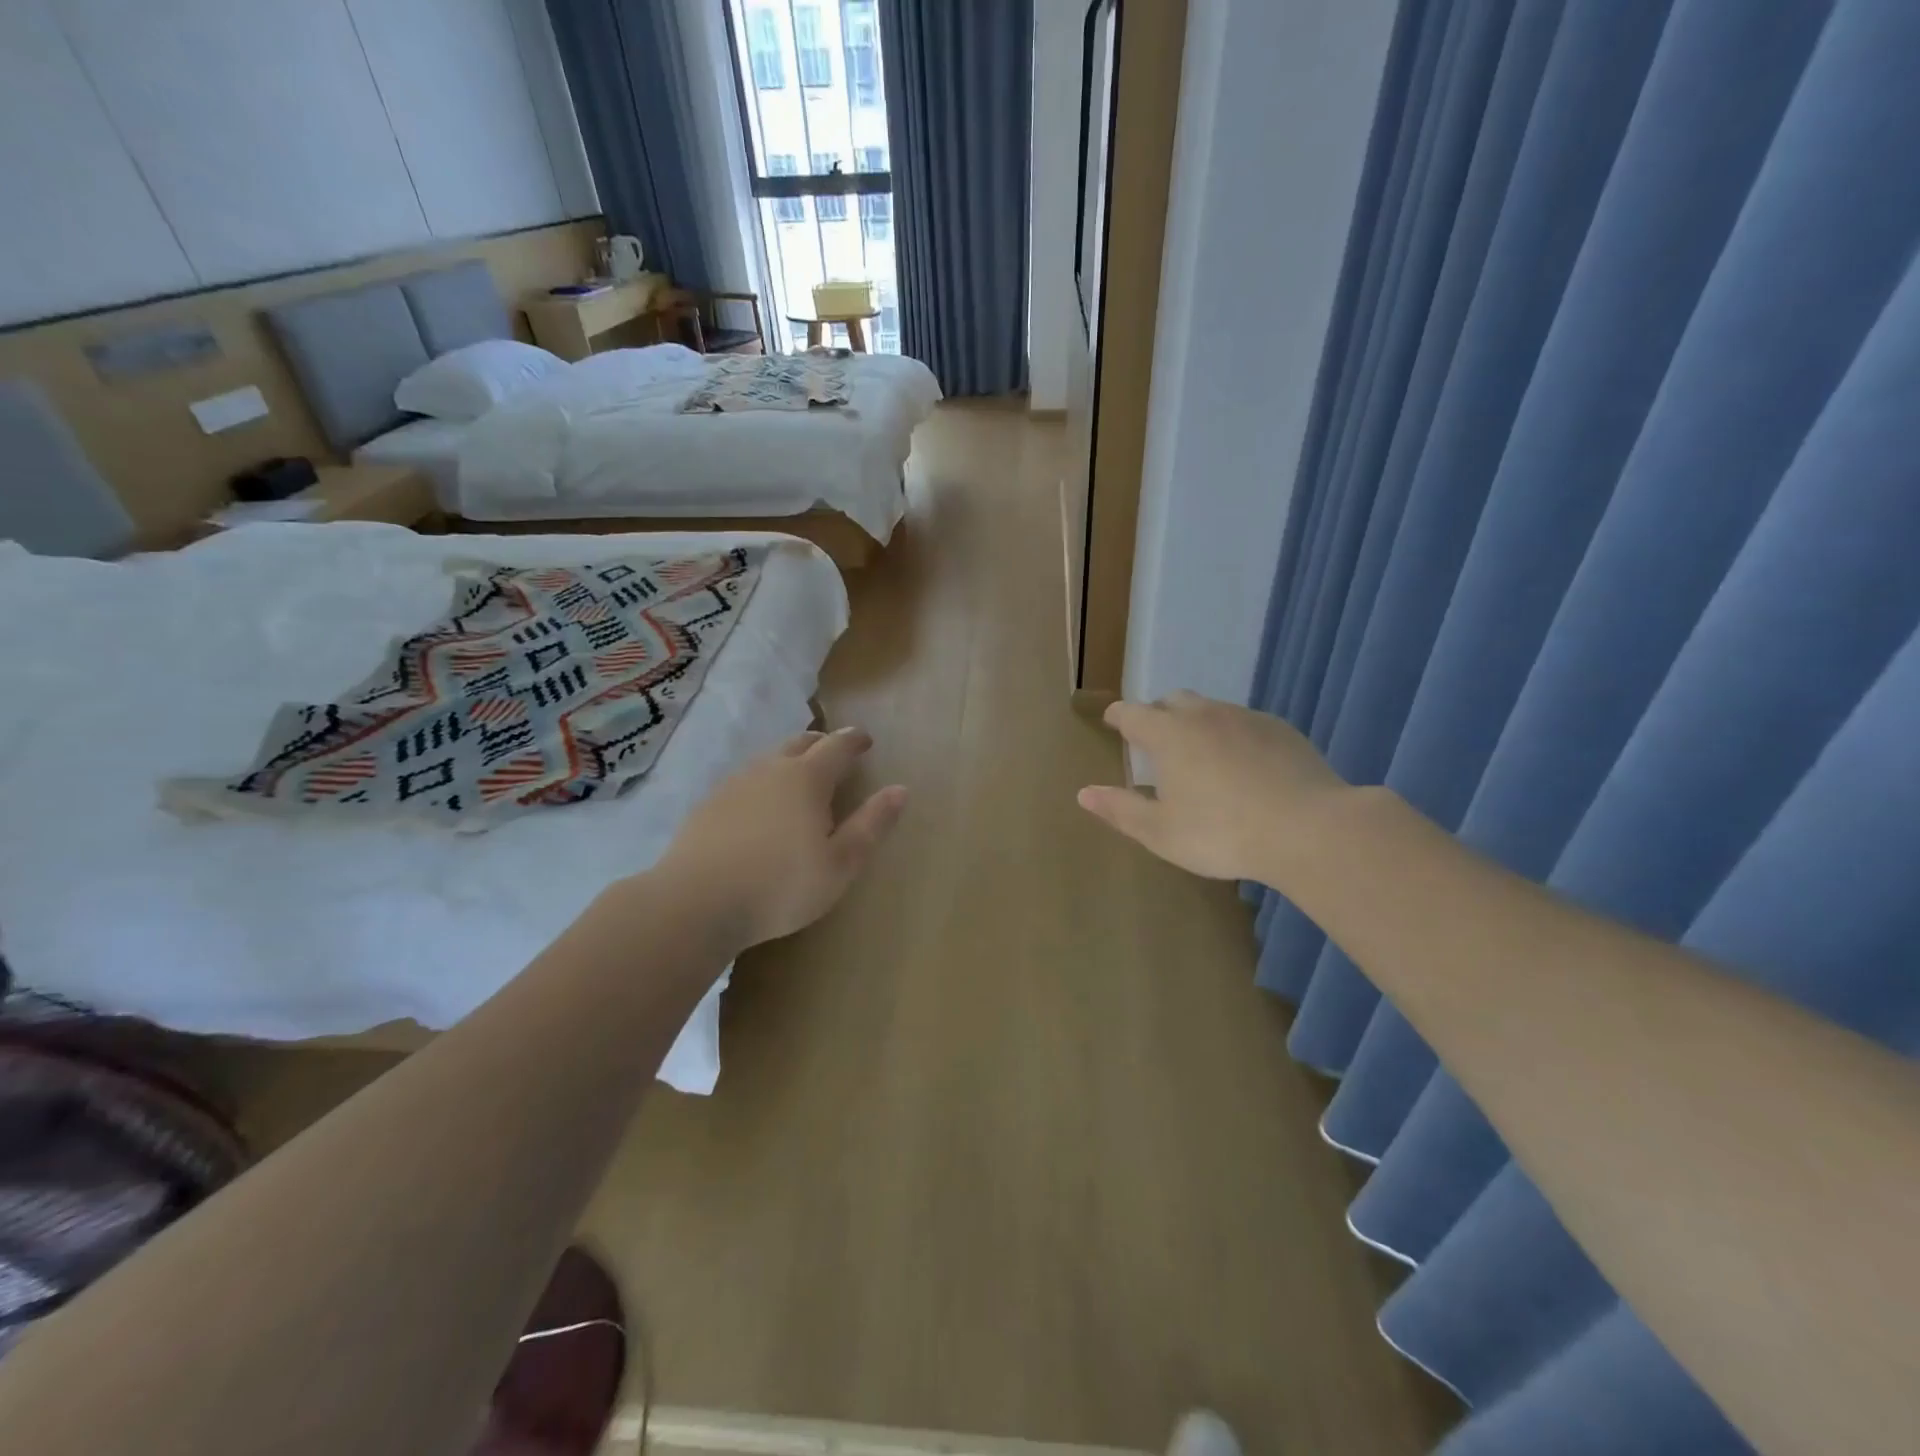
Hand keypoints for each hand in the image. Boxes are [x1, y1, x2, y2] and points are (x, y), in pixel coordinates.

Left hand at [652, 728, 907, 948]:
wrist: (695, 903)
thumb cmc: (780, 885)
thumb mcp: (840, 864)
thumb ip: (871, 825)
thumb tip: (900, 789)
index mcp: (806, 778)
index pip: (837, 746)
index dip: (854, 740)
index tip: (866, 740)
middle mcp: (769, 770)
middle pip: (800, 743)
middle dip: (821, 744)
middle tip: (834, 753)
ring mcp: (733, 784)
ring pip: (769, 759)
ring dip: (789, 761)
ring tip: (799, 778)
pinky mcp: (708, 805)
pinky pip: (744, 781)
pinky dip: (762, 783)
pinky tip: (759, 807)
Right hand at [1078, 692, 1349, 881]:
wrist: (1309, 829)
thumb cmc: (1221, 833)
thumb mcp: (1160, 832)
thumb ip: (1120, 809)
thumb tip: (1084, 793)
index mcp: (1168, 735)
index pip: (1132, 713)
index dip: (1118, 716)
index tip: (1113, 721)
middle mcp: (1204, 715)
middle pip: (1173, 701)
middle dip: (1158, 713)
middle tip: (1155, 739)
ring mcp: (1246, 718)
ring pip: (1211, 709)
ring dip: (1197, 723)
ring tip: (1200, 753)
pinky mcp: (1281, 730)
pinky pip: (1245, 723)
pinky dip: (1232, 735)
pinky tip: (1243, 765)